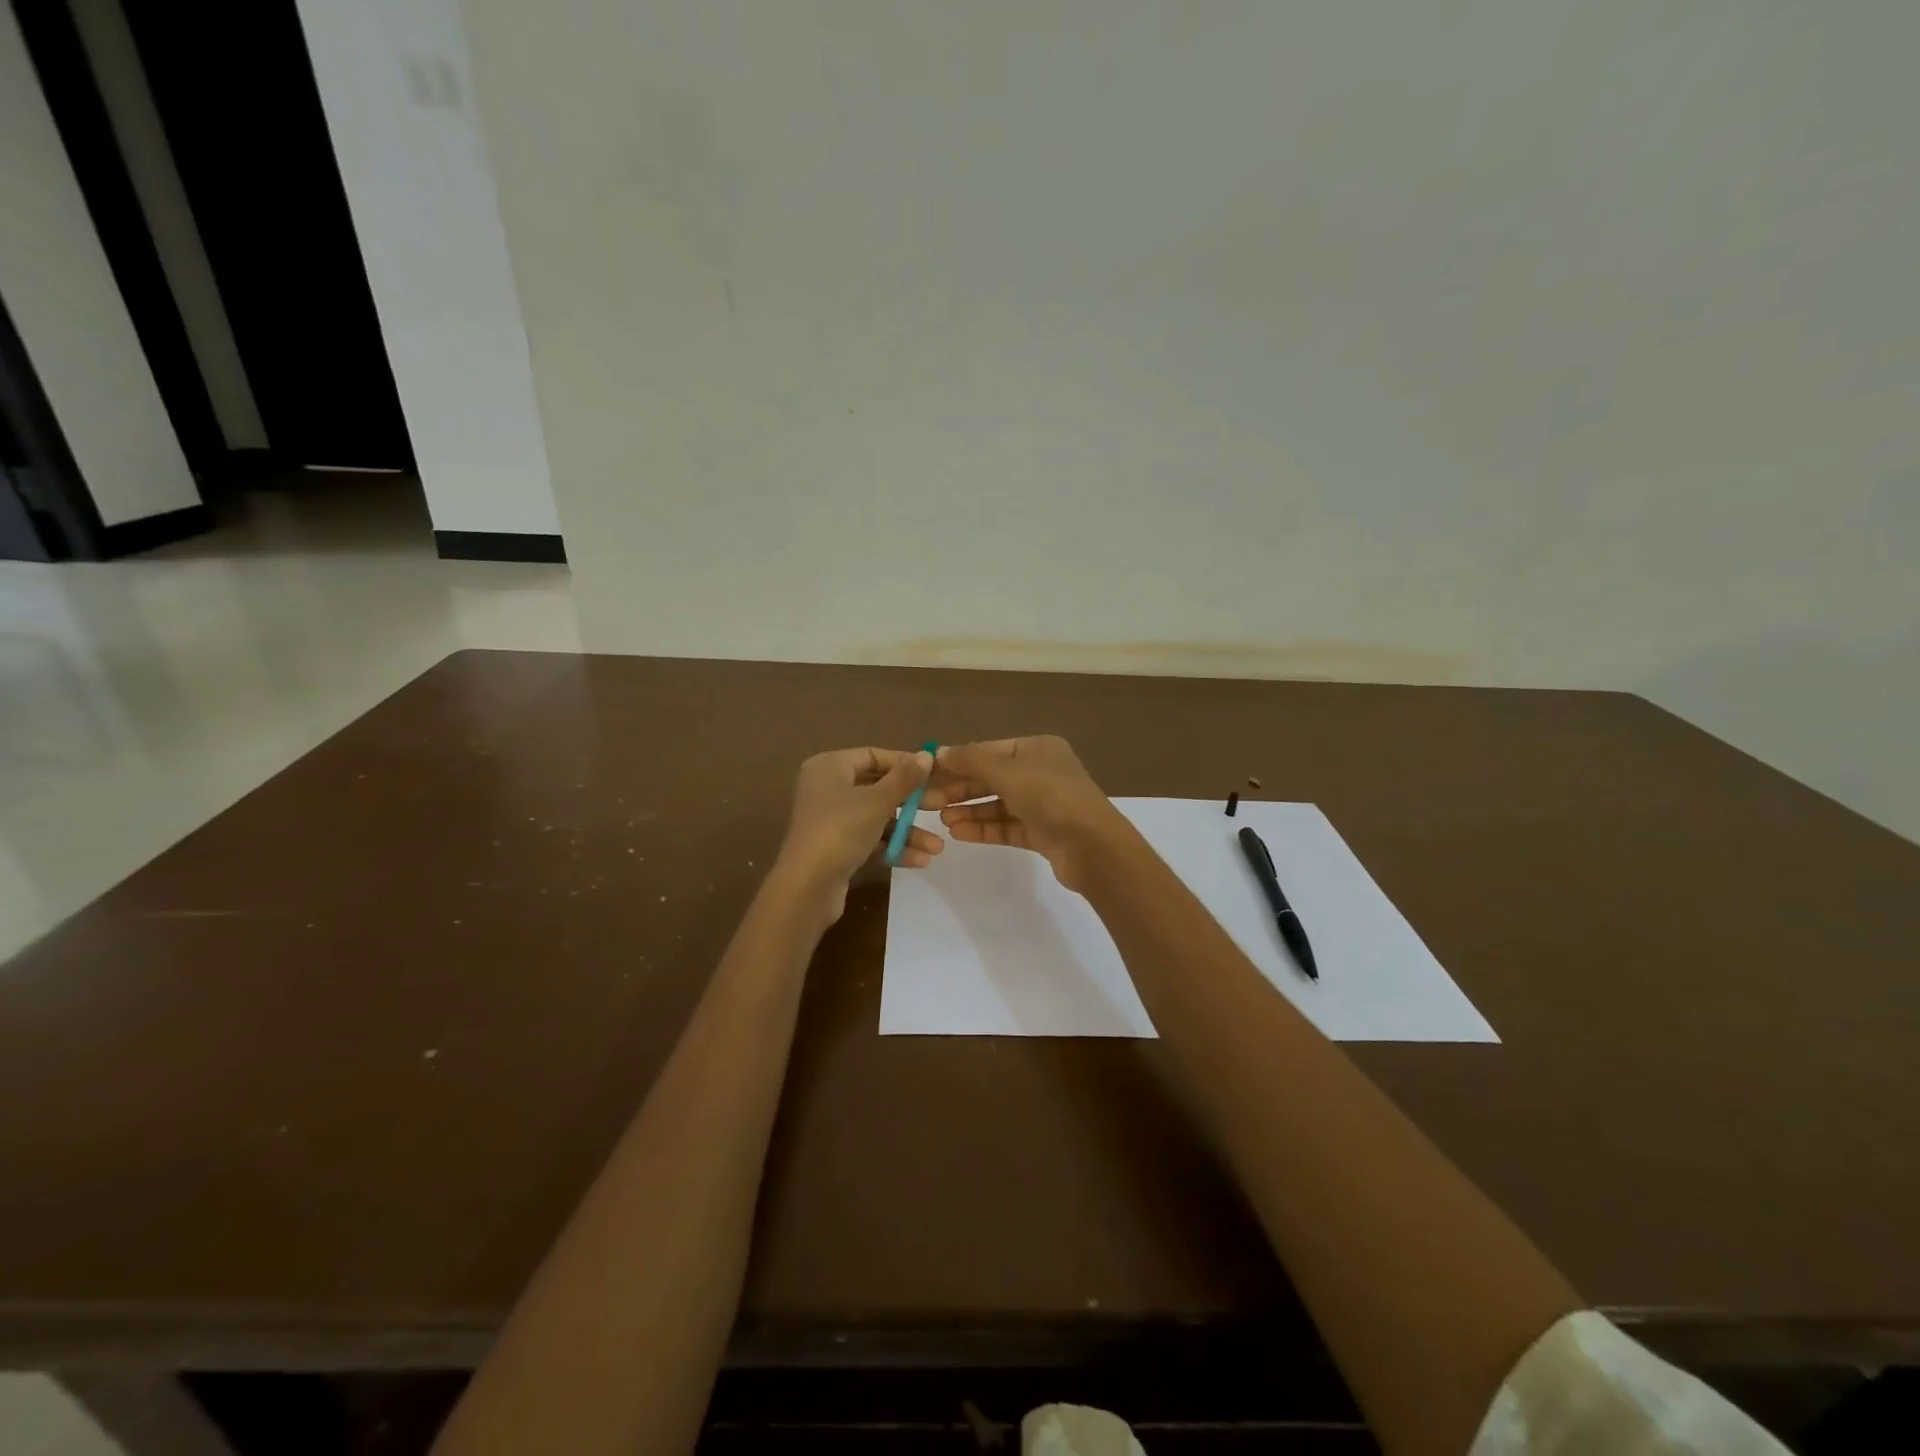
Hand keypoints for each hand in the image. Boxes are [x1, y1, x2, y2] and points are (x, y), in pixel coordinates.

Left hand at [776, 747, 942, 921]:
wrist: (807, 887)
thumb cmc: (841, 830)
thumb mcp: (878, 801)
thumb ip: (905, 778)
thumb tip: (926, 755)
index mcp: (829, 767)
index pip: (873, 756)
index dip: (904, 764)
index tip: (933, 775)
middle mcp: (828, 789)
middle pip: (878, 788)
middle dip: (912, 803)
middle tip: (942, 807)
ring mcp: (831, 820)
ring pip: (877, 818)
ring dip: (907, 832)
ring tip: (937, 848)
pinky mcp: (836, 848)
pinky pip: (870, 840)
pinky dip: (893, 847)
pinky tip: (920, 860)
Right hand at [927, 736, 1127, 892]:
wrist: (1092, 846)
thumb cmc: (1050, 797)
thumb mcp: (1007, 772)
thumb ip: (971, 761)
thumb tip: (939, 751)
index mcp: (1038, 749)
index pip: (990, 750)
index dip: (959, 761)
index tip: (928, 773)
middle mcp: (1041, 772)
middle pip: (992, 777)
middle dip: (961, 789)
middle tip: (928, 801)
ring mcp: (1043, 804)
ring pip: (998, 804)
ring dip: (969, 810)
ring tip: (942, 820)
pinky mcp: (1042, 833)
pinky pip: (1007, 827)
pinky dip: (984, 828)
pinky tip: (959, 833)